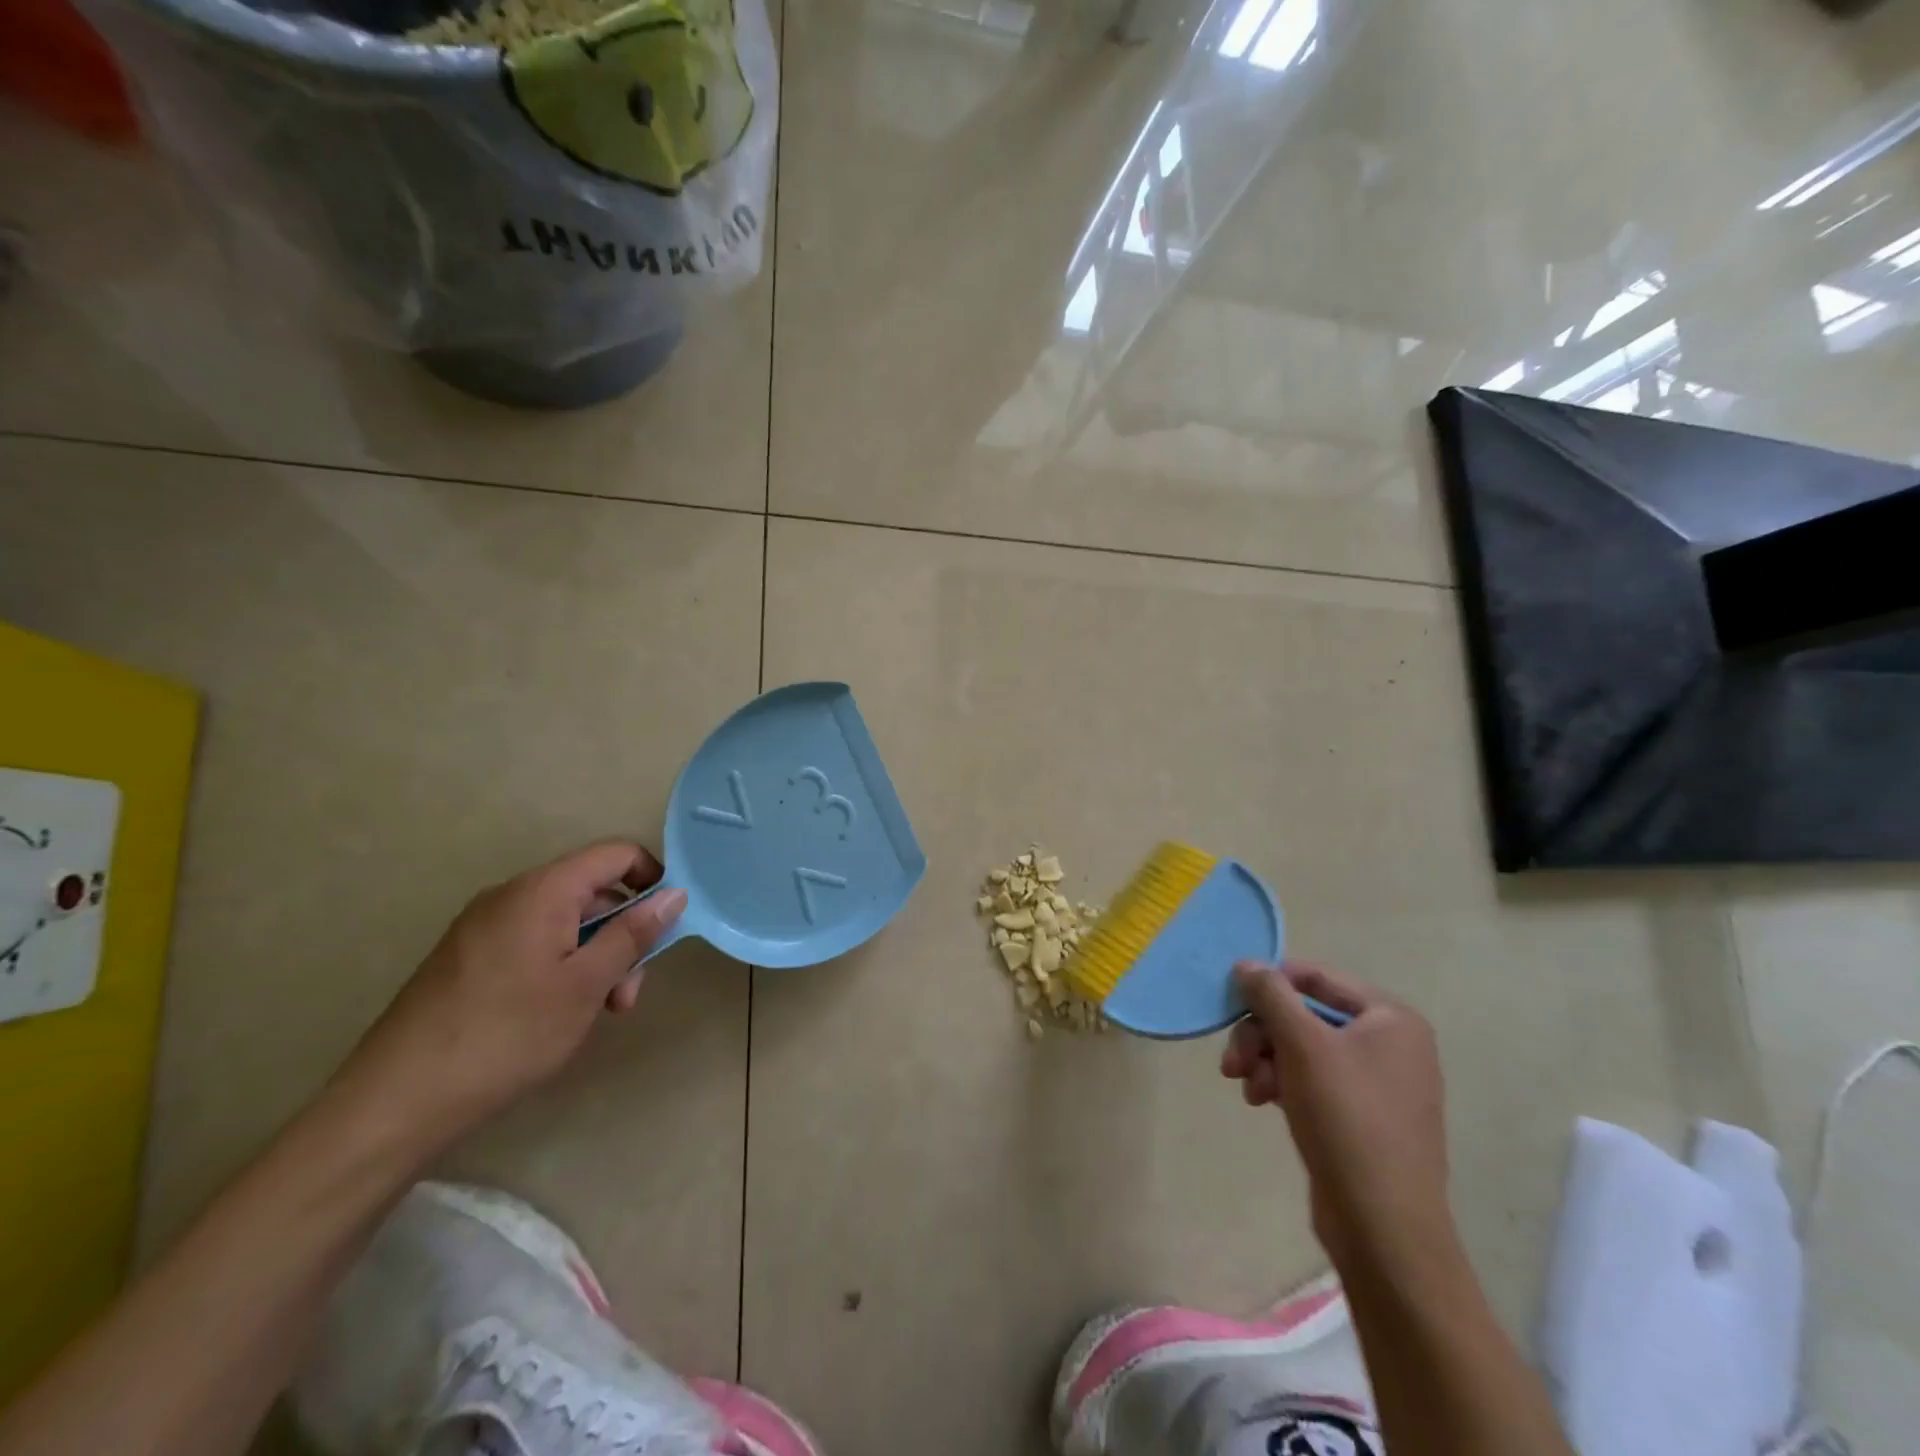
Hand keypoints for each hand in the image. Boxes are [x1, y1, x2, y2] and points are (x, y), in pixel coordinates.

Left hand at [335, 841, 686, 1145]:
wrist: (396, 1101)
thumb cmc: (507, 1035)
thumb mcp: (586, 985)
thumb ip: (633, 934)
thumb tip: (674, 894)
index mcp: (542, 890)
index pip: (616, 854)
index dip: (652, 879)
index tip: (666, 926)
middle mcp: (510, 894)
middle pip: (591, 892)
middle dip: (622, 934)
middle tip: (626, 996)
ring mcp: (483, 925)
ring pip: (564, 921)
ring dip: (594, 957)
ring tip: (595, 1013)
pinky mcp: (466, 956)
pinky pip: (532, 941)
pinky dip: (560, 966)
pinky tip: (555, 1014)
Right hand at [1222, 961, 1453, 1275]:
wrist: (1383, 1226)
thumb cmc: (1347, 1118)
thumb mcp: (1301, 1044)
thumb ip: (1271, 995)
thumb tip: (1246, 963)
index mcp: (1391, 1018)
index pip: (1317, 977)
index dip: (1270, 983)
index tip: (1231, 1001)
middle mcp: (1391, 1044)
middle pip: (1305, 1016)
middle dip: (1262, 1034)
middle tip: (1232, 1060)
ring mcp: (1379, 1083)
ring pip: (1302, 1049)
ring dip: (1265, 1060)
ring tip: (1247, 1088)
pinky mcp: (1362, 1117)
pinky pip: (1312, 1080)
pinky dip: (1282, 1083)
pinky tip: (1262, 1102)